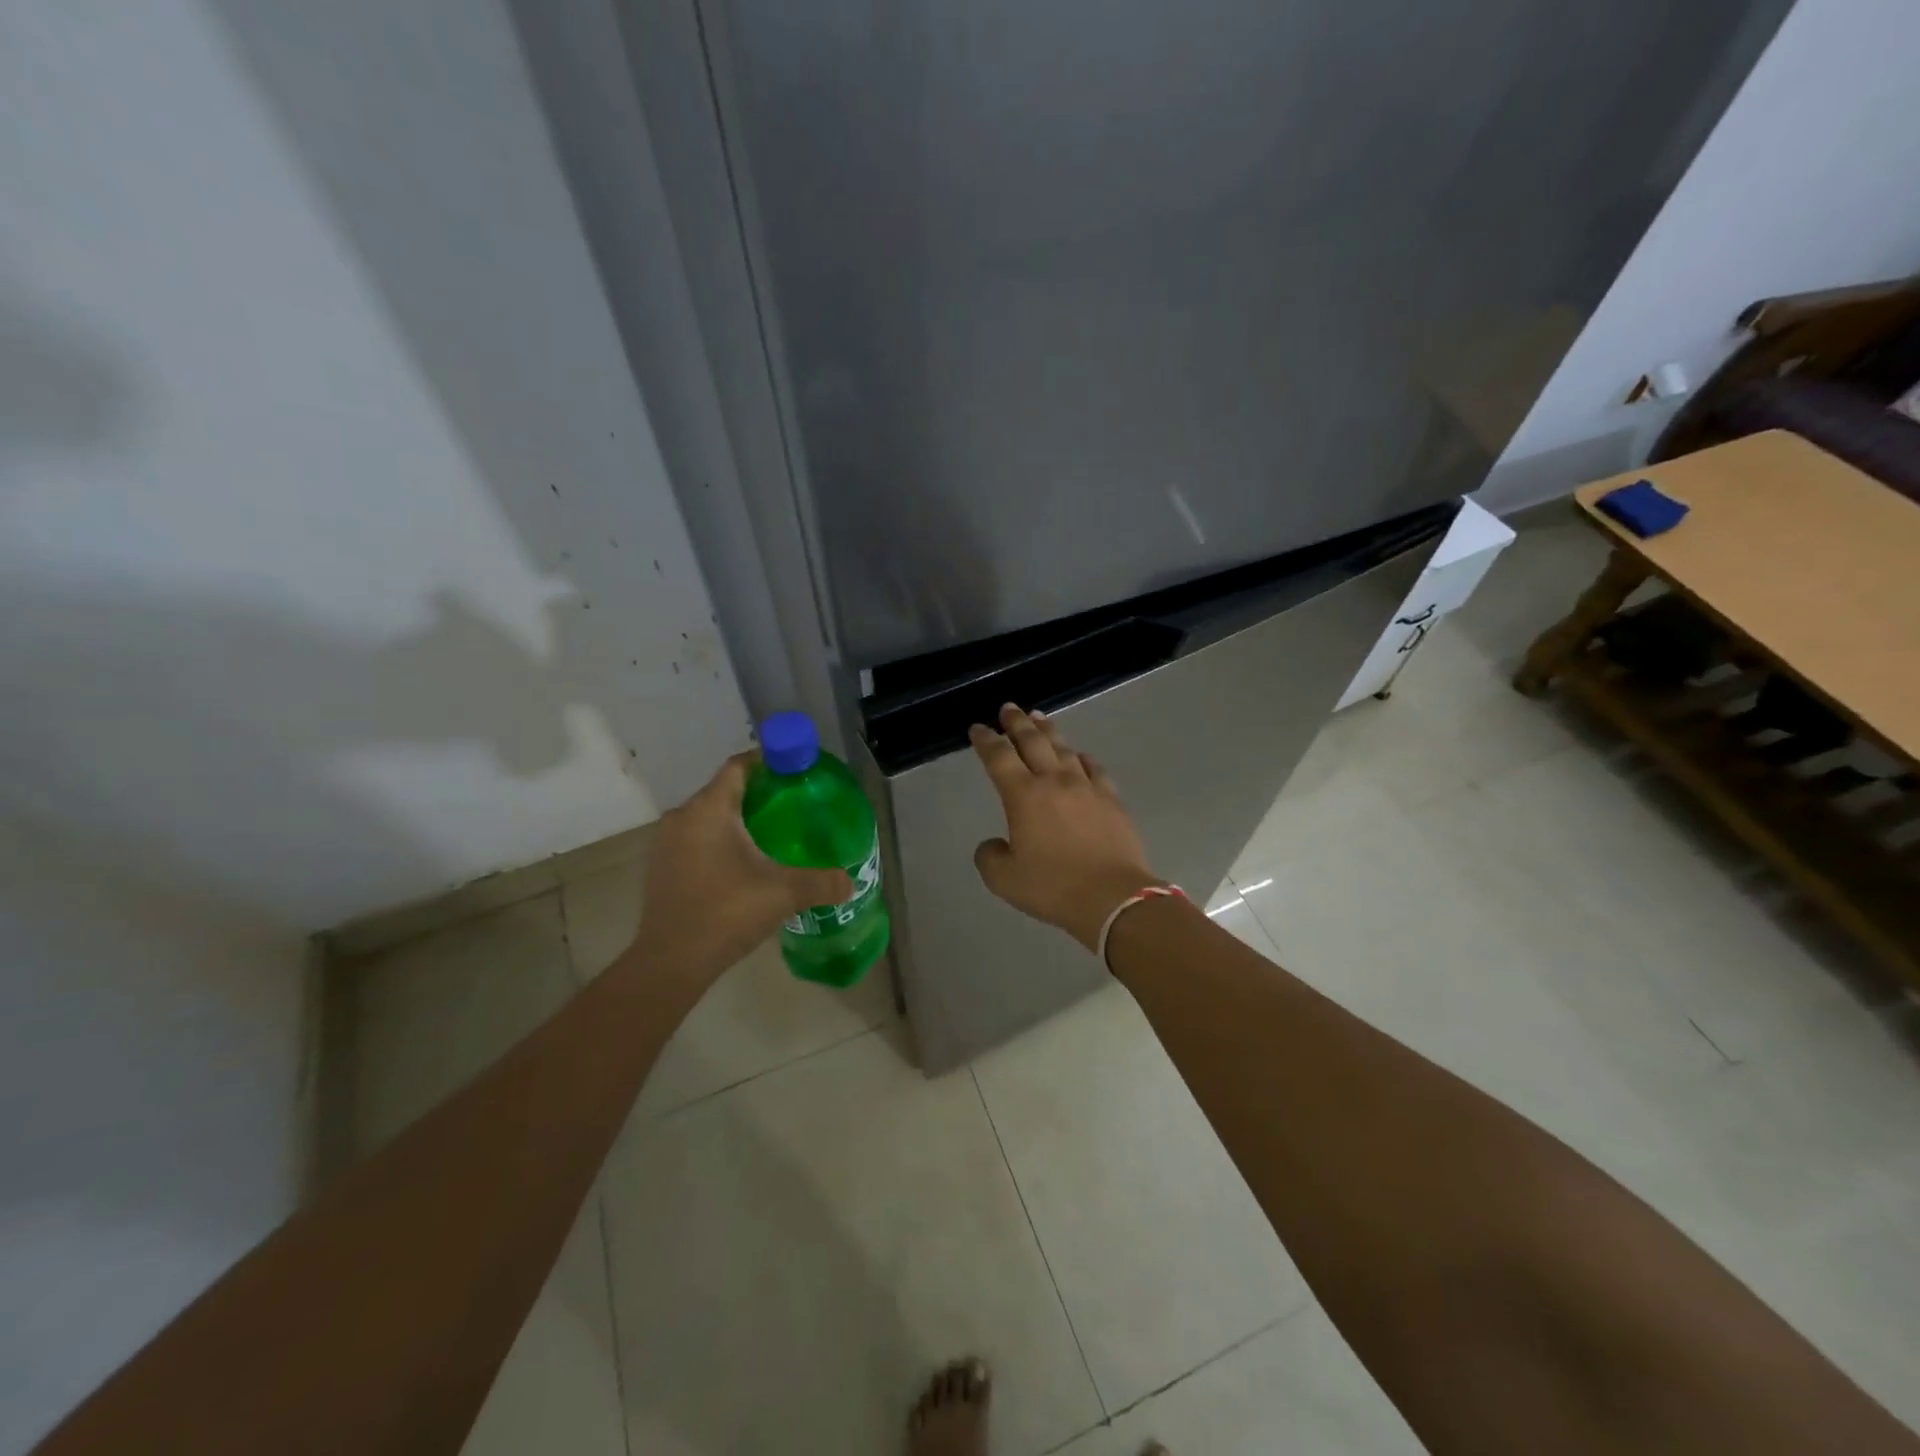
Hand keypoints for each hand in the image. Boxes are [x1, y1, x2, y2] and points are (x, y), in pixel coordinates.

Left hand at [627, 752, 852, 983]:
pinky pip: (697, 839)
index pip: (739, 766)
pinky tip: (744, 863)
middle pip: (725, 790)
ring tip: (774, 835)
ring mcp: (667, 843)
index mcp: (709, 809)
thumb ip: (822, 882)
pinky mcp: (662, 867)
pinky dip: (720, 841)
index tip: (795, 769)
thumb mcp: (784, 893)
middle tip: (794, 805)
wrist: (670, 963)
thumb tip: (851, 882)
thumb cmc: (726, 912)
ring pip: (709, 816)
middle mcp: (683, 817)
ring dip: (738, 819)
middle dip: (759, 793)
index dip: (768, 761)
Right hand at [971, 704, 1162, 951]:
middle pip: (1032, 741)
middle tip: (1008, 707)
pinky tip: (1080, 755)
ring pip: (1064, 748)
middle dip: (1016, 722)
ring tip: (1039, 717)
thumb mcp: (1004, 879)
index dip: (986, 740)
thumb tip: (994, 844)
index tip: (977, 728)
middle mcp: (1054, 781)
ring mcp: (1087, 787)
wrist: (1113, 897)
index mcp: (1023, 795)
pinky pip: (1094, 768)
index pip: (999, 757)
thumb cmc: (1053, 887)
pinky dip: (1082, 757)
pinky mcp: (1111, 799)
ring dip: (1048, 730)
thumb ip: (990, 857)